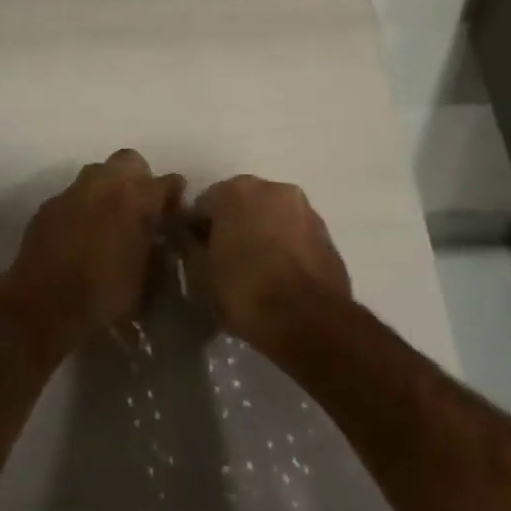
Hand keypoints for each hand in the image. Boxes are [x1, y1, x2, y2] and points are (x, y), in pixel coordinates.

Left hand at [7, 150, 185, 348]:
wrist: (42, 306)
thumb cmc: (103, 297)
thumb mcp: (146, 282)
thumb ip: (158, 252)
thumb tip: (162, 240)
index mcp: (138, 200)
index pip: (168, 181)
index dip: (174, 195)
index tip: (175, 210)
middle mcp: (106, 184)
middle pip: (130, 161)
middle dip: (138, 178)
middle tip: (139, 206)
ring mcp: (74, 191)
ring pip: (98, 173)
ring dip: (107, 188)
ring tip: (108, 217)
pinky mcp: (49, 204)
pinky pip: (73, 195)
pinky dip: (81, 206)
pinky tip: (79, 232)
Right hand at [190, 175, 349, 344]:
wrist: (310, 321)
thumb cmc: (244, 291)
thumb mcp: (198, 273)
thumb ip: (186, 245)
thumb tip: (183, 233)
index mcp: (237, 190)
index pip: (203, 205)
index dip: (195, 231)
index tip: (195, 257)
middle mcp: (273, 188)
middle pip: (240, 205)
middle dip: (230, 228)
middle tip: (223, 264)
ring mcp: (304, 209)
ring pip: (270, 218)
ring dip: (260, 236)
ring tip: (254, 273)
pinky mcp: (326, 234)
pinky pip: (293, 236)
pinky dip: (284, 249)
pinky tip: (278, 278)